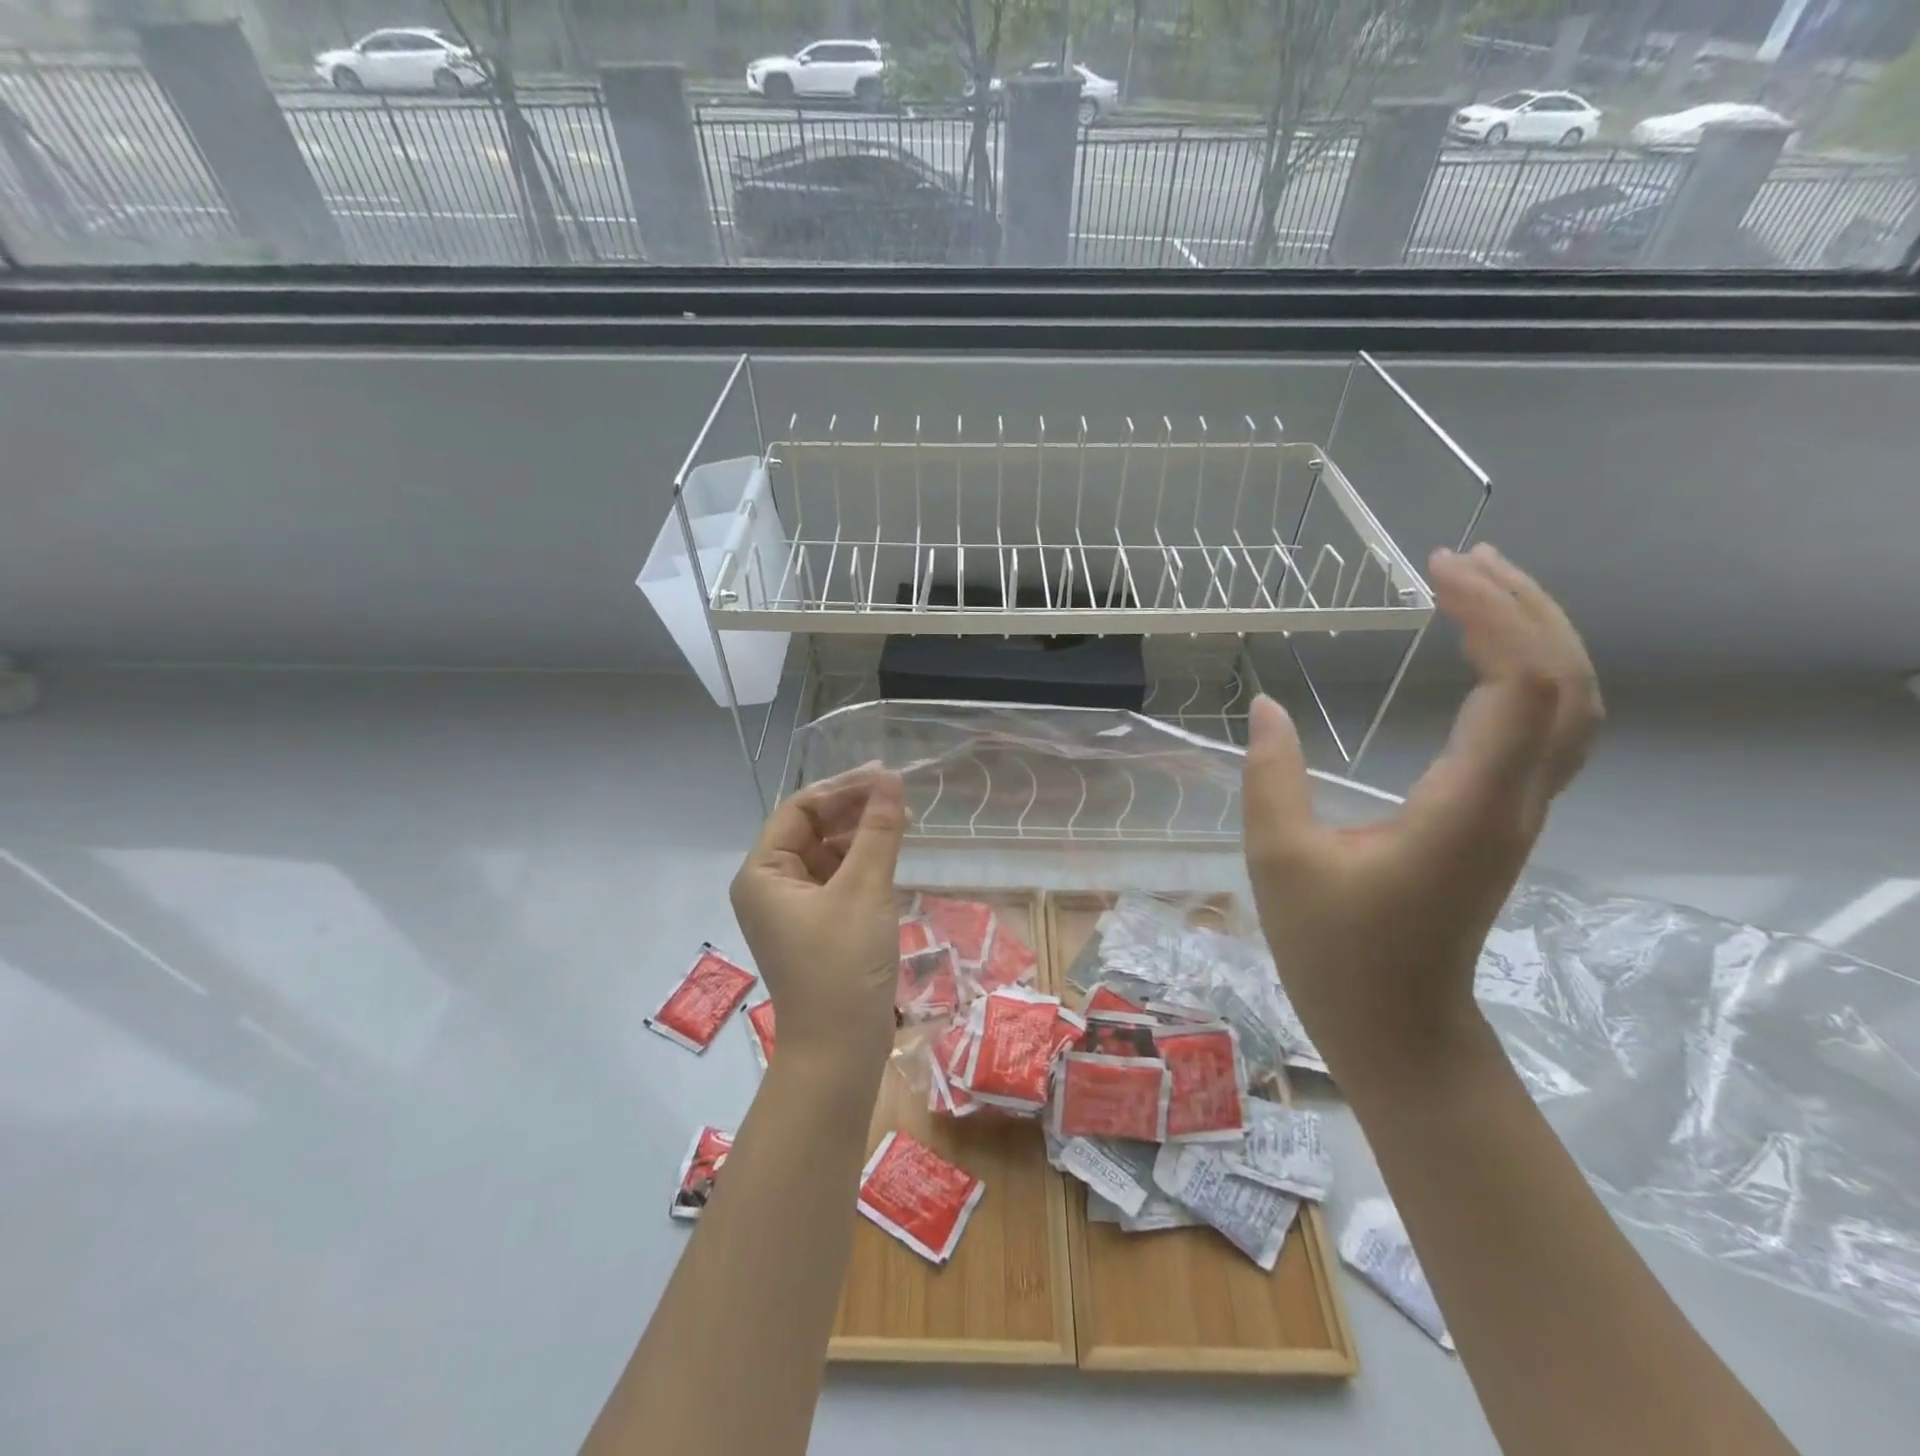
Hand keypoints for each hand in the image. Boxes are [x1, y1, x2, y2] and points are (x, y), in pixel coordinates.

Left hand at [730, 766, 907, 1068]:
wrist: (840, 1050)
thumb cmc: (843, 965)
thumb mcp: (864, 890)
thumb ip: (879, 830)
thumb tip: (892, 779)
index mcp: (763, 873)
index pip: (799, 810)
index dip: (841, 788)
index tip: (885, 777)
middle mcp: (771, 885)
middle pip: (812, 828)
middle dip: (854, 809)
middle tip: (900, 793)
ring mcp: (795, 907)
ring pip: (828, 853)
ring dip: (862, 834)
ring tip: (903, 818)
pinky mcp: (818, 925)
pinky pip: (838, 878)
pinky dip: (863, 862)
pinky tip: (892, 851)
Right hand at [1241, 544, 1601, 1079]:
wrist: (1397, 1024)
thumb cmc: (1335, 950)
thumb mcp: (1279, 860)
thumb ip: (1271, 778)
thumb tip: (1265, 706)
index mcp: (1466, 807)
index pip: (1520, 686)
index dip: (1492, 614)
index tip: (1436, 569)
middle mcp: (1513, 801)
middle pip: (1565, 683)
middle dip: (1524, 606)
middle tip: (1460, 558)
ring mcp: (1519, 812)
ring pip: (1571, 705)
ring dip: (1539, 634)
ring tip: (1483, 585)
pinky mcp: (1506, 819)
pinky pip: (1549, 729)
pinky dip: (1534, 673)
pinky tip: (1492, 654)